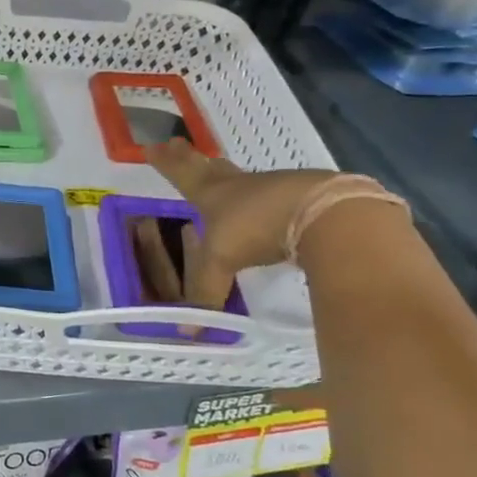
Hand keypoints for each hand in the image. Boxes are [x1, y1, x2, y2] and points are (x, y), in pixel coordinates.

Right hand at [143, 138, 337, 296]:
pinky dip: (268, 201)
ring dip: (230, 179)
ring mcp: (276, 188)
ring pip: (245, 181)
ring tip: (223, 182)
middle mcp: (241, 185)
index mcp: (214, 193)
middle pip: (211, 168)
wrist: (326, 213)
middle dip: (191, 159)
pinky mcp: (306, 198)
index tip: (151, 147)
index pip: (183, 174)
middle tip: (177, 144)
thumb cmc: (259, 227)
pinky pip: (278, 197)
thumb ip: (206, 292)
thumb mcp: (223, 260)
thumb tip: (186, 331)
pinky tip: (270, 212)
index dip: (167, 163)